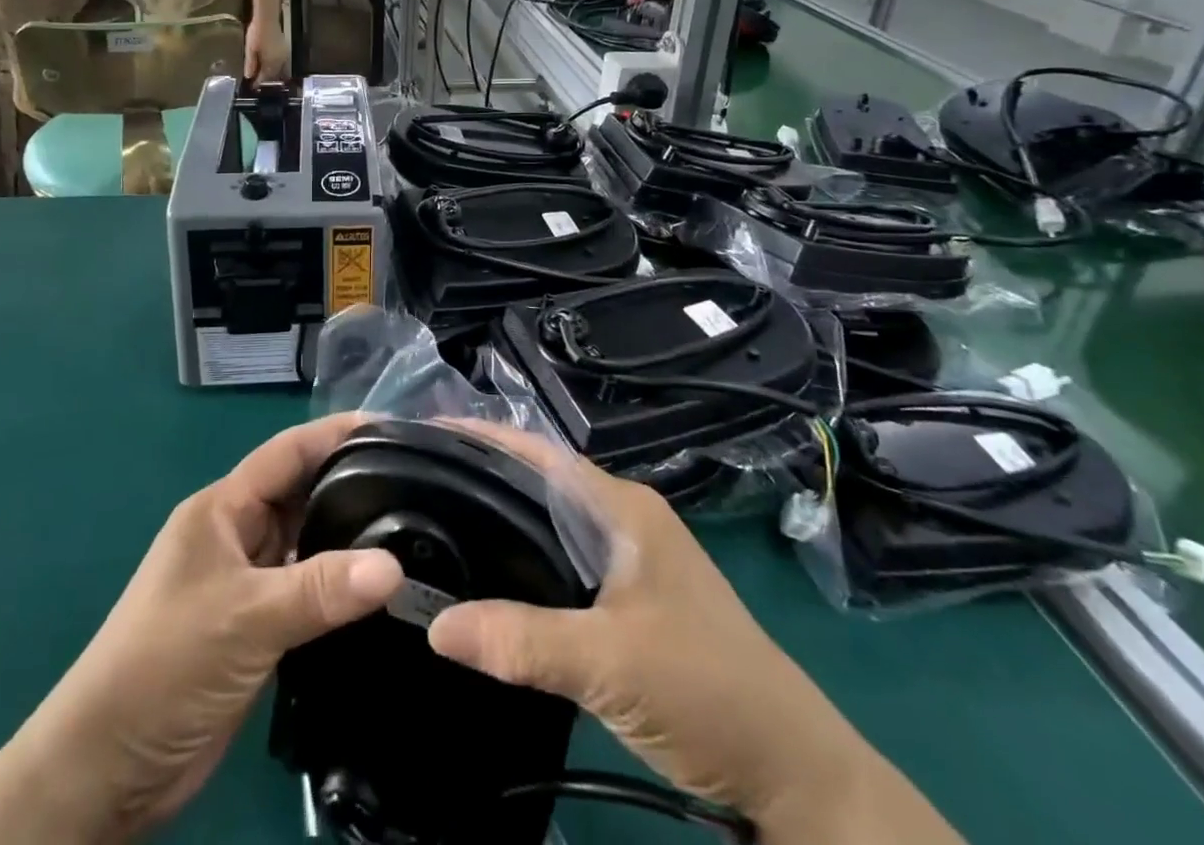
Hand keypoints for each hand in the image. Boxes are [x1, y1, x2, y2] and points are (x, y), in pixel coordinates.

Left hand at [0, 415, 402, 844]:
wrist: (106, 771)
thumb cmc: (163, 666)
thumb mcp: (244, 618)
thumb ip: (319, 589)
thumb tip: (395, 567)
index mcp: (223, 509)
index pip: (288, 453)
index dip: (337, 433)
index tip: (394, 426)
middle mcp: (237, 535)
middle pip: (302, 494)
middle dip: (353, 482)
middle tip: (419, 481)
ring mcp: (246, 582)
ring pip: (308, 543)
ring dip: (350, 539)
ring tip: (415, 529)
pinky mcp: (256, 627)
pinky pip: (308, 590)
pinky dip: (340, 587)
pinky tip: (382, 591)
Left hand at [245, 16, 289, 82]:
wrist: (267, 18)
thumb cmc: (256, 34)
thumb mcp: (250, 49)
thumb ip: (250, 63)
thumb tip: (248, 76)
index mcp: (271, 62)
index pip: (265, 77)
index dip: (258, 82)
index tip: (252, 86)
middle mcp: (280, 61)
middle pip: (273, 74)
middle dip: (265, 78)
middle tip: (257, 81)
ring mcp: (284, 54)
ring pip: (278, 68)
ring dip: (271, 72)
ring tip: (262, 73)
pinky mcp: (285, 48)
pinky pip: (281, 62)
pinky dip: (274, 65)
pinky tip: (269, 63)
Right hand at [426, 434, 962, 844]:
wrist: (790, 768)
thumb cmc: (706, 690)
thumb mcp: (611, 663)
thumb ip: (523, 641)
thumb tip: (433, 624)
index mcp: (621, 506)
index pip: (539, 454)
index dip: (482, 439)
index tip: (422, 436)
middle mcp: (621, 518)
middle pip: (538, 483)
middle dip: (480, 477)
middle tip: (413, 483)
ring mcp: (626, 559)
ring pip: (548, 524)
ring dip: (499, 521)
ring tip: (434, 522)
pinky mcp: (626, 599)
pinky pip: (558, 563)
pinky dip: (520, 562)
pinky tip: (486, 580)